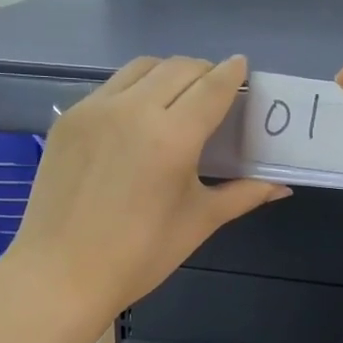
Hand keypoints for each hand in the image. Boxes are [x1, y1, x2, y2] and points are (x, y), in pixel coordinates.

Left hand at [7, 55, 288, 318]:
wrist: (61, 274)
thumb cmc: (139, 255)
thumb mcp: (199, 222)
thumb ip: (243, 194)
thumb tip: (282, 187)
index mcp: (171, 137)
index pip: (211, 86)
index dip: (232, 73)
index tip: (242, 67)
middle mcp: (133, 110)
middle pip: (179, 68)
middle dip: (204, 72)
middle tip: (215, 92)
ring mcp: (95, 110)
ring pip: (141, 69)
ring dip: (168, 73)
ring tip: (178, 96)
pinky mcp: (69, 118)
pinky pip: (110, 87)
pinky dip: (134, 89)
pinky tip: (138, 117)